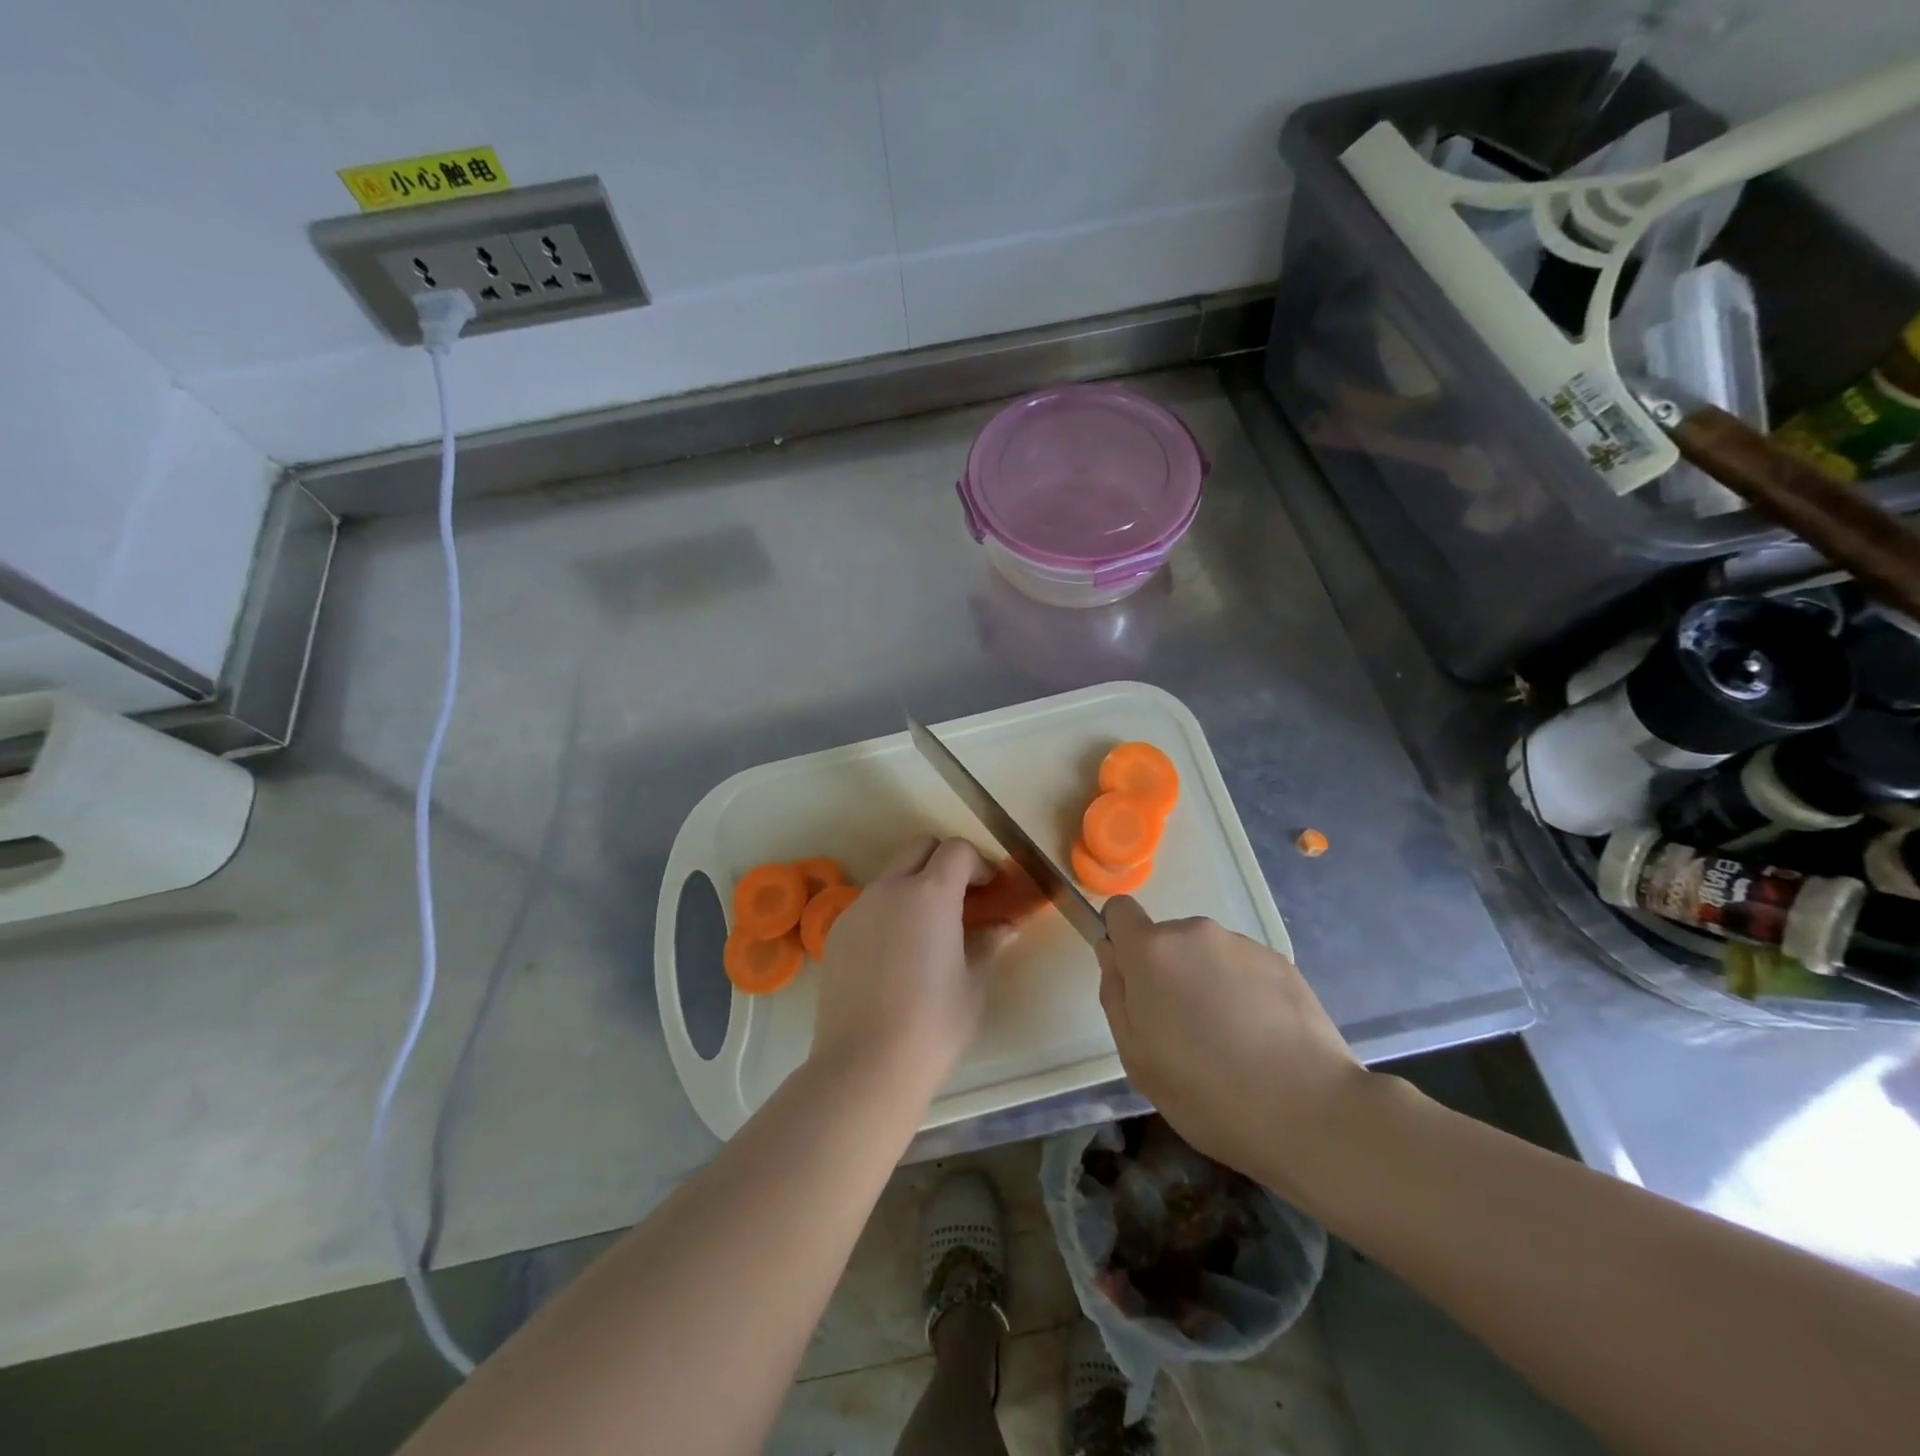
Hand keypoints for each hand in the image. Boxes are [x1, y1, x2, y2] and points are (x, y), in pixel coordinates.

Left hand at [809, 836, 996, 1095]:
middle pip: (920, 849)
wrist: (865, 1065)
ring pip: (891, 876)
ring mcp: (857, 908)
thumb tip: (1005, 926)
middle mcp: (890, 888)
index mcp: (930, 893)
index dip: (979, 863)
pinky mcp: (836, 933)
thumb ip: (988, 944)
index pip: (957, 851)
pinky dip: (890, 911)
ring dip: (915, 886)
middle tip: (963, 899)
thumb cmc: (933, 1023)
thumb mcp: (973, 983)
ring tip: (929, 931)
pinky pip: (869, 905)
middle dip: (945, 863)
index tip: (991, 890)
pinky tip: (897, 954)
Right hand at [1096, 896, 1365, 1195]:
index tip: (1133, 981)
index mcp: (1152, 951)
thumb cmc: (1206, 1091)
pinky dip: (1244, 993)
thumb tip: (1112, 953)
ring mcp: (1243, 945)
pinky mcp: (1281, 962)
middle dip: (1167, 974)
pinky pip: (1244, 969)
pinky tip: (1262, 1040)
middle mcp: (1196, 933)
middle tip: (1184, 1032)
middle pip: (1166, 941)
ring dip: (1207, 983)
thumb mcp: (1136, 1057)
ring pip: (1207, 956)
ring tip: (1230, 1042)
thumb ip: (1115, 995)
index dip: (1121, 940)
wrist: (1310, 1112)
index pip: (1120, 910)